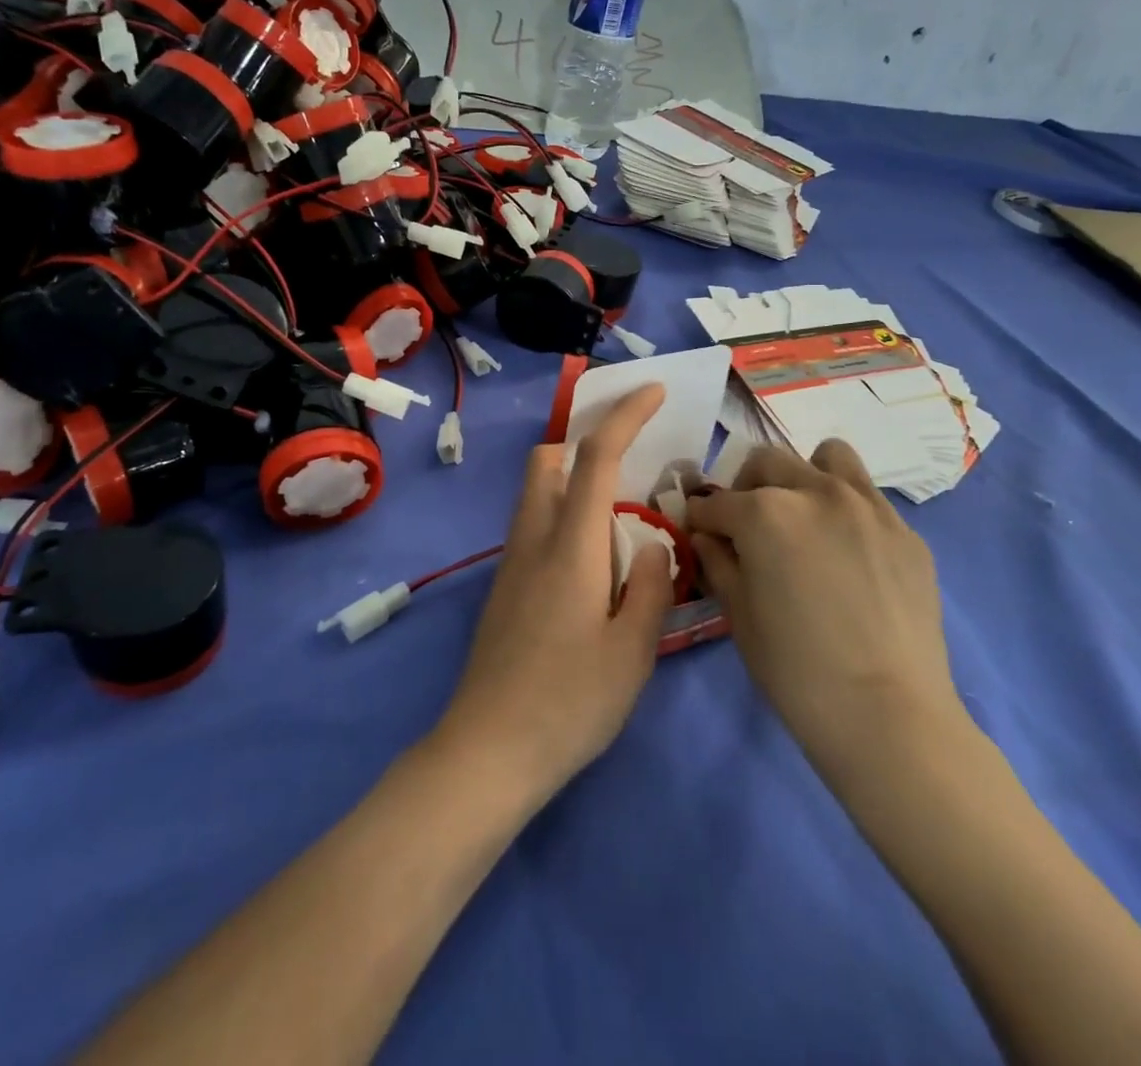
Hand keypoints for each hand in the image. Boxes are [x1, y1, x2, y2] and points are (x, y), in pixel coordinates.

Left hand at [435, 385, 674, 802]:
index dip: (624, 415)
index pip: (595, 457)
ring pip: (537, 492)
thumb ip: (649, 586)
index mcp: (570, 546)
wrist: (488, 750)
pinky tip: (594, 561)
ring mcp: (512, 562)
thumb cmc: (568, 702)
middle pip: (547, 461)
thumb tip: (652, 541)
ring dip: (574, 480)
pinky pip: (535, 525)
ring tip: (621, 515)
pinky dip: (565, 515)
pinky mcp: (504, 587)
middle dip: (585, 442)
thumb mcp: (632, 651)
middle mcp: (533, 539)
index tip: (652, 391)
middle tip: (632, 463)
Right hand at [685, 441, 962, 768]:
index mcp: (765, 512)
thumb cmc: (796, 670)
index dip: (699, 520)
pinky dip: (846, 508)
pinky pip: (867, 497)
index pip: (715, 502)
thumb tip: (708, 537)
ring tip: (804, 518)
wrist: (889, 717)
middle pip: (767, 463)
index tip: (698, 534)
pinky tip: (847, 554)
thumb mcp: (739, 614)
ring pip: (827, 457)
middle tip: (747, 528)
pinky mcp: (906, 531)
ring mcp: (869, 506)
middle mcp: (816, 491)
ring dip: (803, 477)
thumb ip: (718, 561)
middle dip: (746, 489)